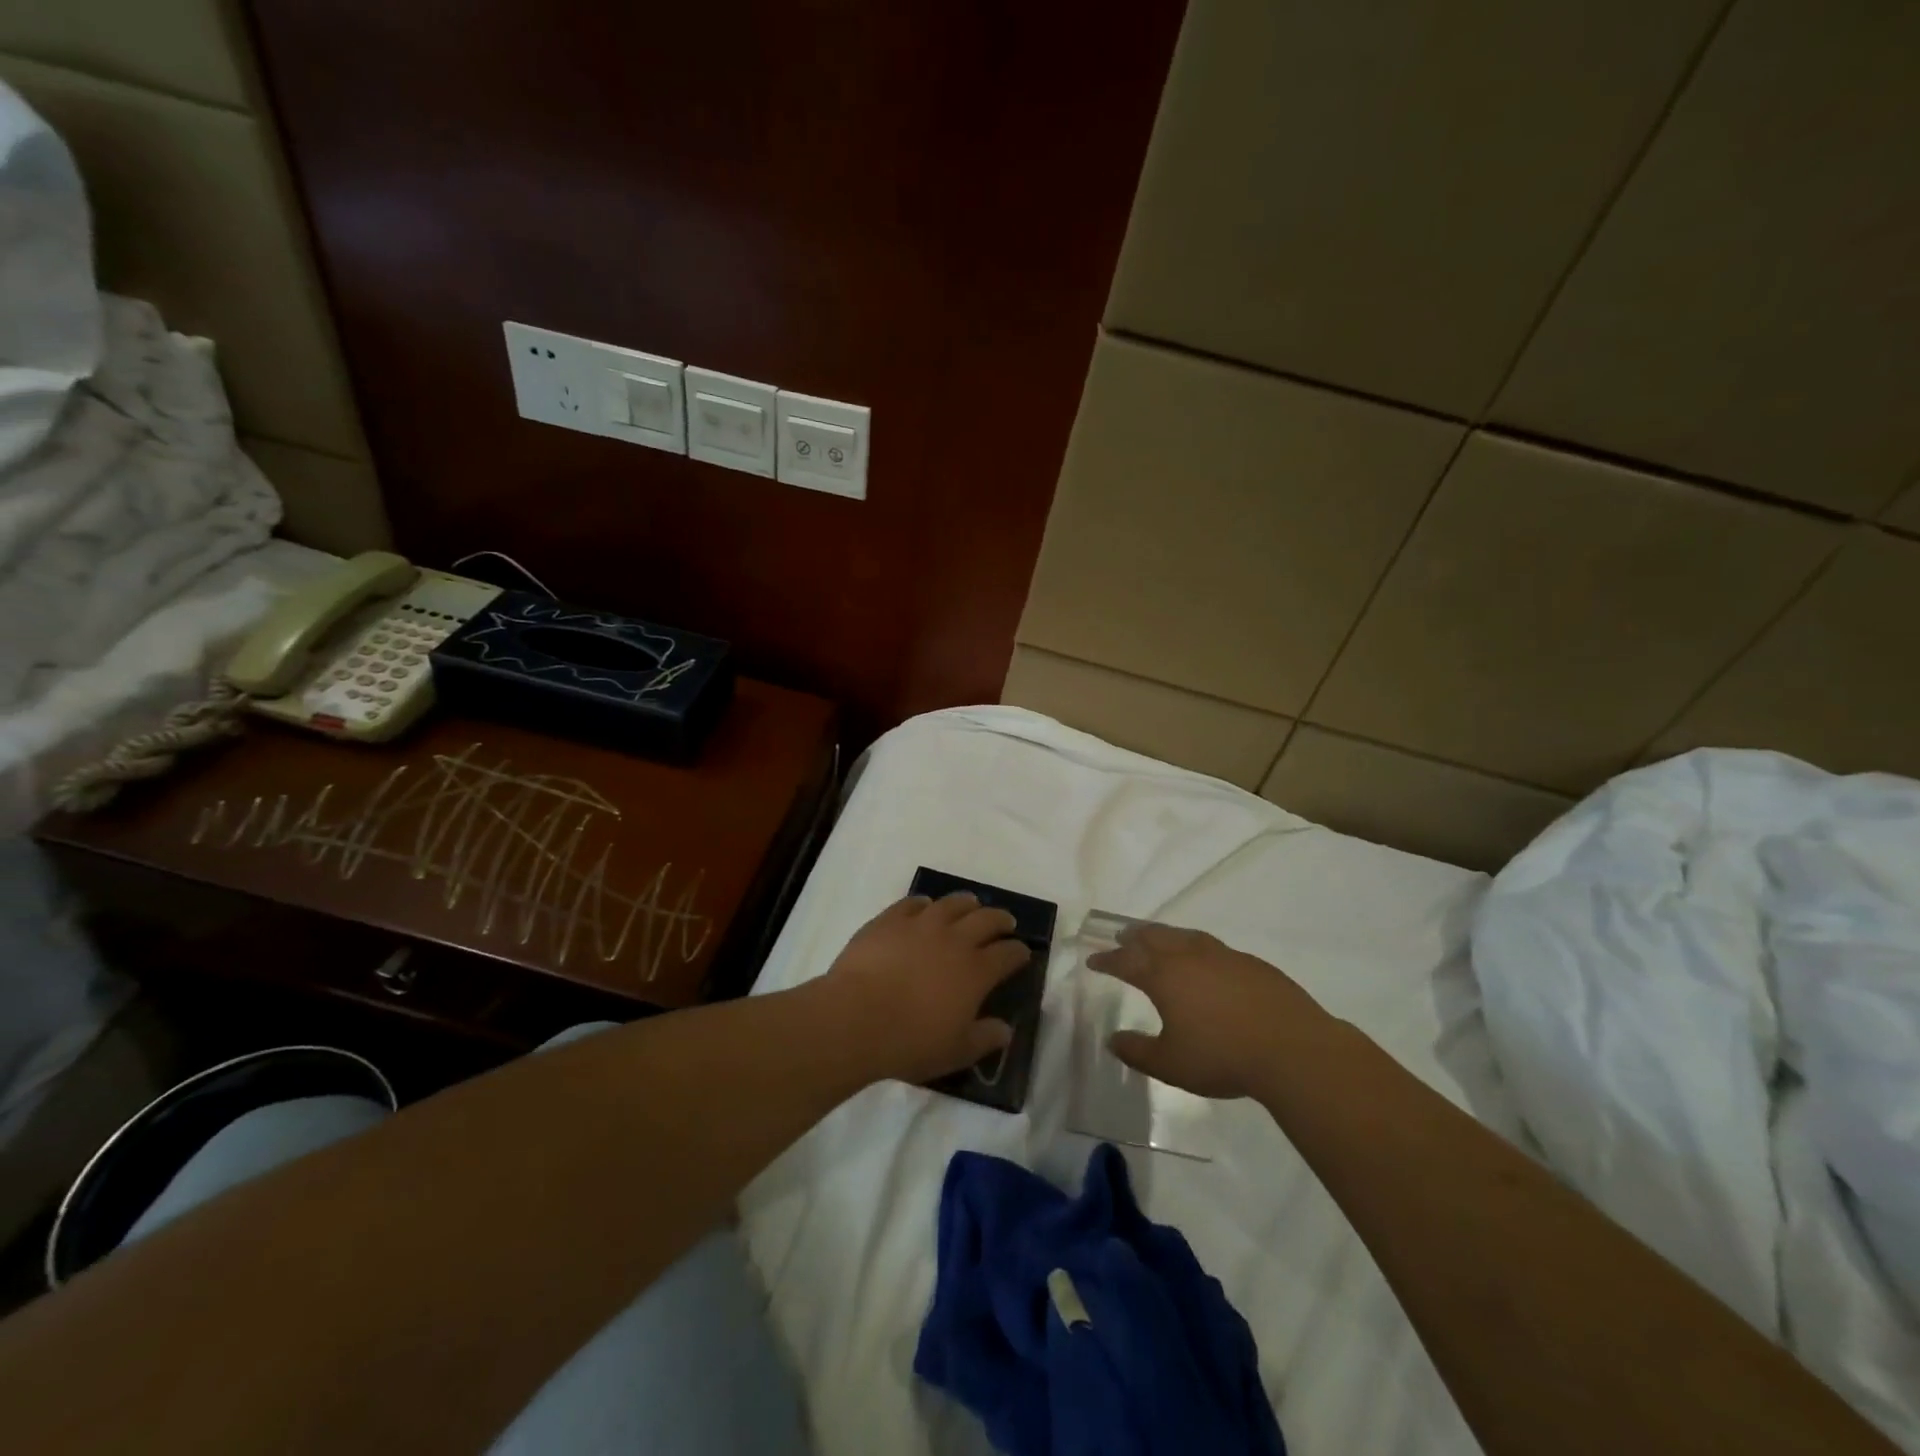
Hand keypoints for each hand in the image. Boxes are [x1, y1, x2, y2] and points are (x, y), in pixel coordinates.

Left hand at [822, 893, 1030, 1084]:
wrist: (856, 1017)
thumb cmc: (910, 1041)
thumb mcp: (955, 1052)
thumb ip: (984, 1039)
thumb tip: (1005, 1030)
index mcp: (976, 971)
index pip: (1007, 954)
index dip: (1018, 952)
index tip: (1023, 952)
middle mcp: (954, 940)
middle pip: (986, 919)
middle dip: (1001, 919)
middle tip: (1006, 922)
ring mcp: (921, 925)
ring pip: (952, 904)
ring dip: (967, 903)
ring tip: (971, 904)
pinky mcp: (890, 920)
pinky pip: (912, 903)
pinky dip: (924, 903)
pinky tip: (925, 906)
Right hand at [1087, 924, 1329, 1099]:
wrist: (1292, 1049)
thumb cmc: (1223, 1057)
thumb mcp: (1171, 1064)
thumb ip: (1138, 1051)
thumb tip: (1113, 1039)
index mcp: (1164, 976)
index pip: (1127, 961)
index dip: (1108, 961)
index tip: (1094, 961)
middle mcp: (1189, 957)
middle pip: (1154, 937)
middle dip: (1134, 937)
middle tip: (1122, 937)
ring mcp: (1223, 956)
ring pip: (1185, 936)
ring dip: (1165, 935)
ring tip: (1158, 938)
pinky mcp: (1251, 963)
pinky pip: (1213, 947)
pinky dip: (1196, 947)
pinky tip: (1205, 961)